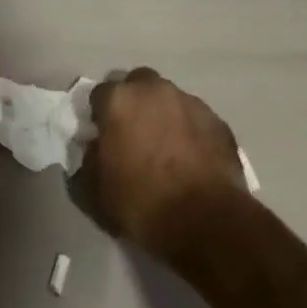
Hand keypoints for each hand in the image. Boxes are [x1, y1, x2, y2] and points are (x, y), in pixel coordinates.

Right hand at [86, 67, 248, 259]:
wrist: (207, 222)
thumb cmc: (142, 203)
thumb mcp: (93, 191)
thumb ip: (87, 160)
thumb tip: (95, 149)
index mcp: (119, 100)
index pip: (99, 94)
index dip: (98, 115)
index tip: (101, 137)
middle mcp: (154, 90)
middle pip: (137, 85)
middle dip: (133, 103)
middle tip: (132, 135)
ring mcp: (190, 103)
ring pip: (169, 99)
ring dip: (163, 115)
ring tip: (166, 149)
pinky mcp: (218, 122)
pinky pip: (195, 120)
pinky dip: (189, 132)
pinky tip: (191, 159)